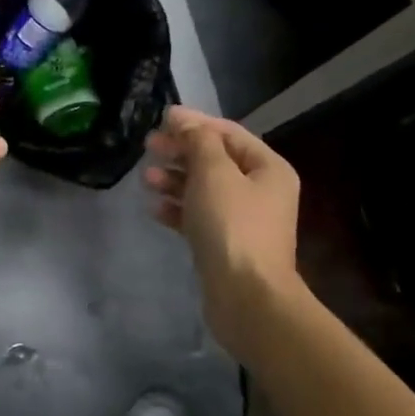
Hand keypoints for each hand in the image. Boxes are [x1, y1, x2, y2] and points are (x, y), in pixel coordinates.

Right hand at [143, 106, 302, 355]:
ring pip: (205, 190)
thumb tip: (184, 120)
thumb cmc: (232, 226)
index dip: (195, 123)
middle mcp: (261, 191)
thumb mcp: (214, 173)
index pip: (229, 133)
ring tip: (146, 178)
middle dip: (182, 152)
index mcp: (268, 168)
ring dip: (175, 180)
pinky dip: (178, 209)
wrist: (246, 297)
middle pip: (216, 161)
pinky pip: (199, 218)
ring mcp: (244, 221)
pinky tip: (154, 208)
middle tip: (149, 147)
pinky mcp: (226, 245)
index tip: (161, 119)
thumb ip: (198, 141)